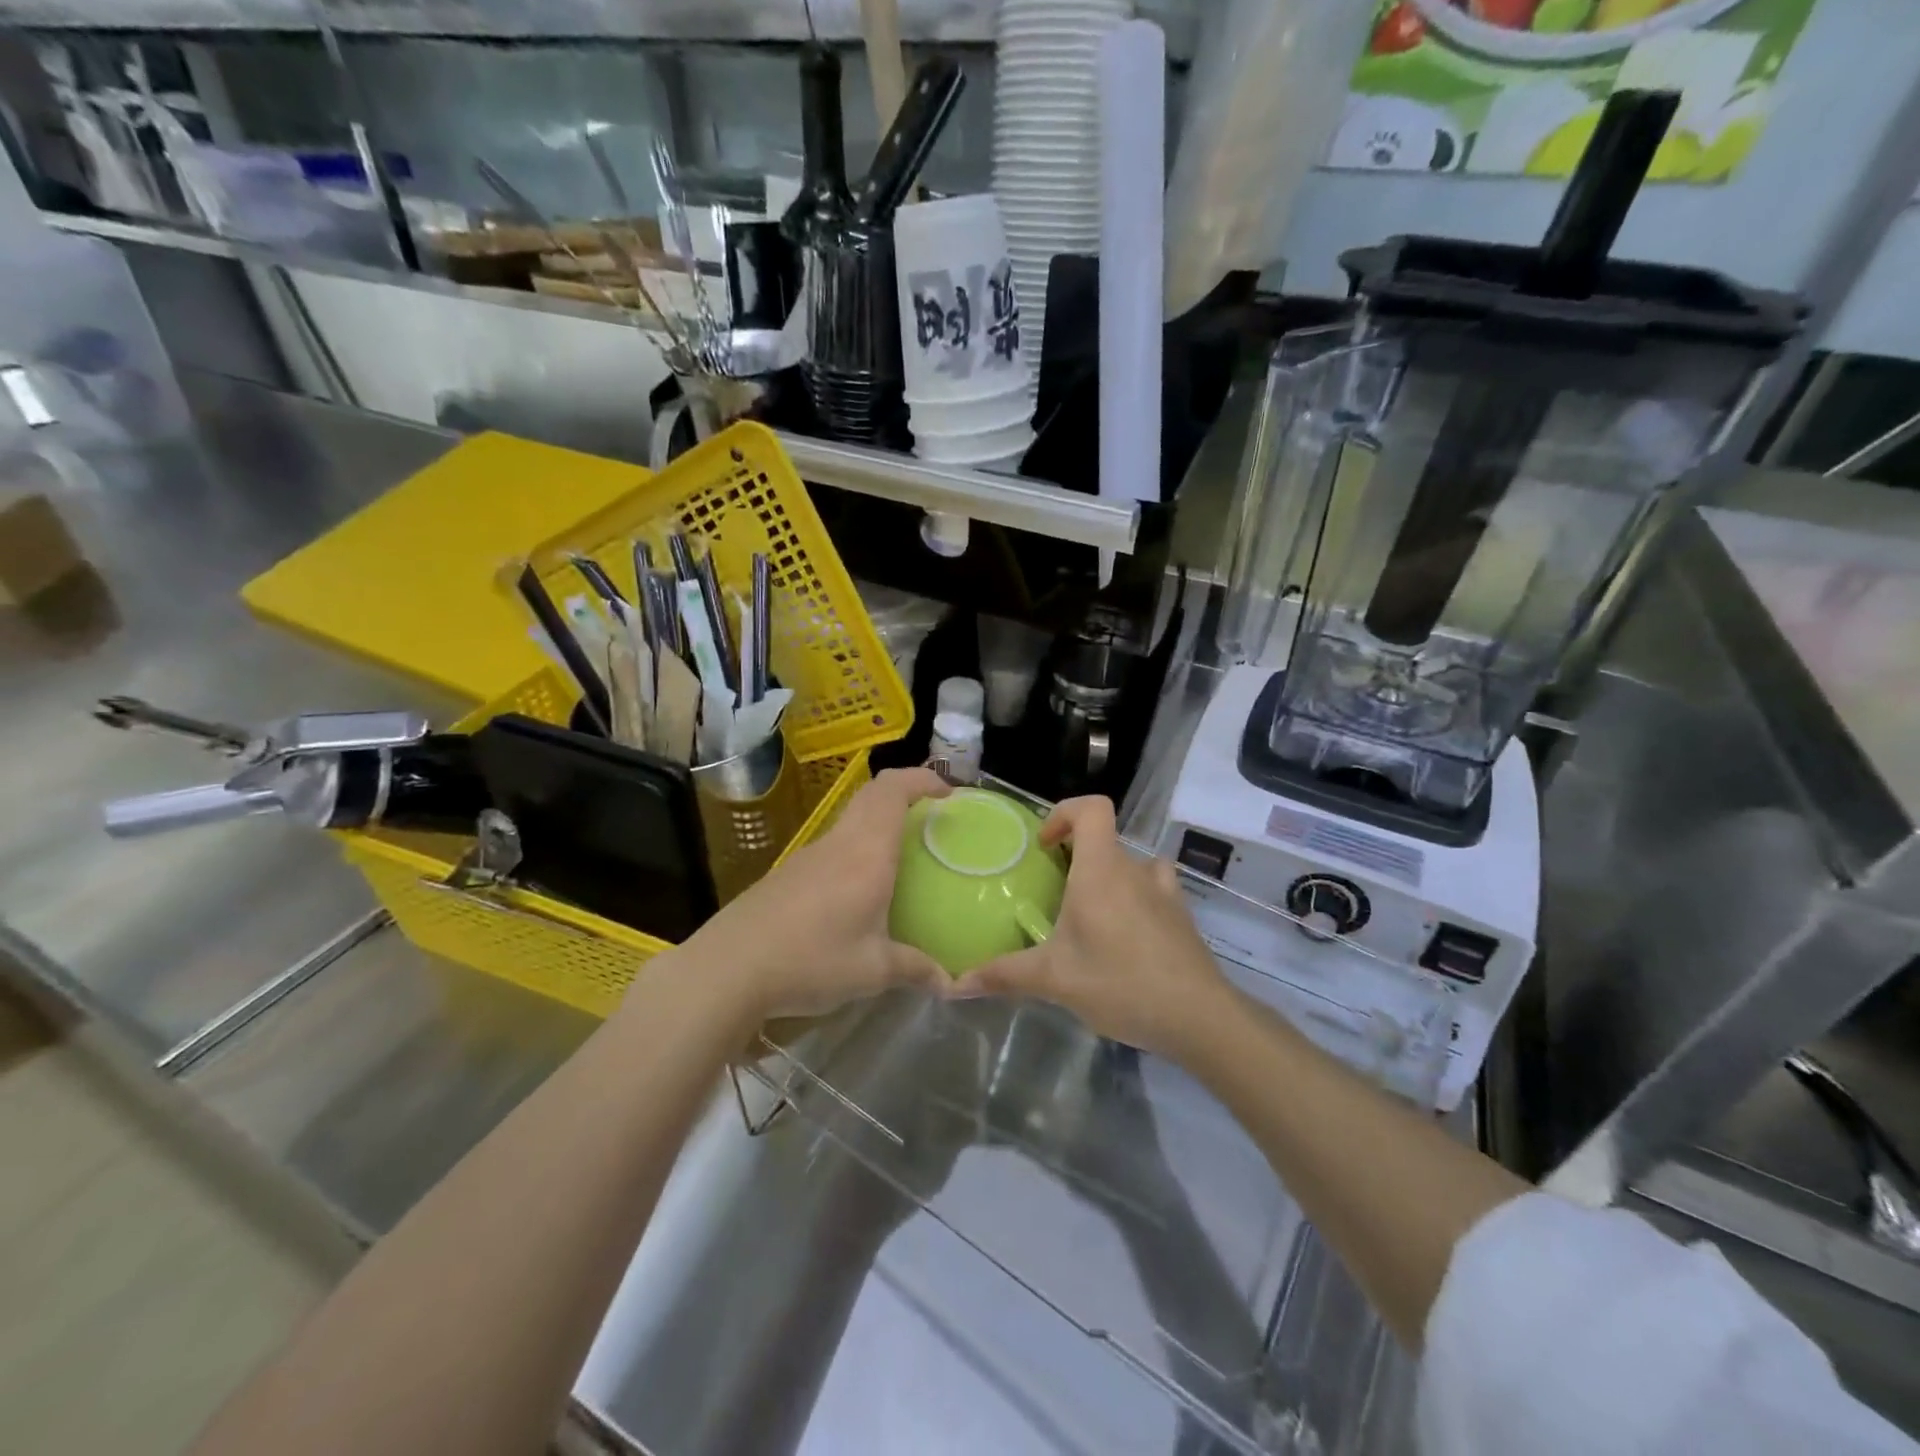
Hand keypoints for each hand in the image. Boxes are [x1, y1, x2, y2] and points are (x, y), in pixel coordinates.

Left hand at [668, 767, 951, 1025]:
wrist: (729, 969)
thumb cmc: (811, 960)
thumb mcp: (873, 971)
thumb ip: (915, 969)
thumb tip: (950, 982)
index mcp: (866, 852)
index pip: (892, 790)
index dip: (922, 779)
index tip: (949, 793)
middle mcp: (839, 843)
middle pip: (872, 795)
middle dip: (906, 794)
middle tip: (932, 818)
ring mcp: (809, 856)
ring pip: (851, 820)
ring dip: (880, 823)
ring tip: (904, 855)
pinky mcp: (788, 874)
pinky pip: (834, 846)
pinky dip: (857, 848)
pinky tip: (861, 890)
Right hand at [950, 796, 1237, 1060]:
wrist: (1199, 1017)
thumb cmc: (1120, 983)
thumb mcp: (1055, 979)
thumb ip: (1004, 975)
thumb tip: (954, 984)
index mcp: (1101, 870)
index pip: (1092, 808)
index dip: (1064, 813)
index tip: (1044, 847)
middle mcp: (1135, 869)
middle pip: (1104, 840)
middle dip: (1075, 858)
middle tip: (1053, 894)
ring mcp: (1165, 891)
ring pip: (1130, 865)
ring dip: (1108, 878)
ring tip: (1088, 915)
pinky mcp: (1182, 916)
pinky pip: (1153, 890)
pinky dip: (1135, 900)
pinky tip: (1123, 938)